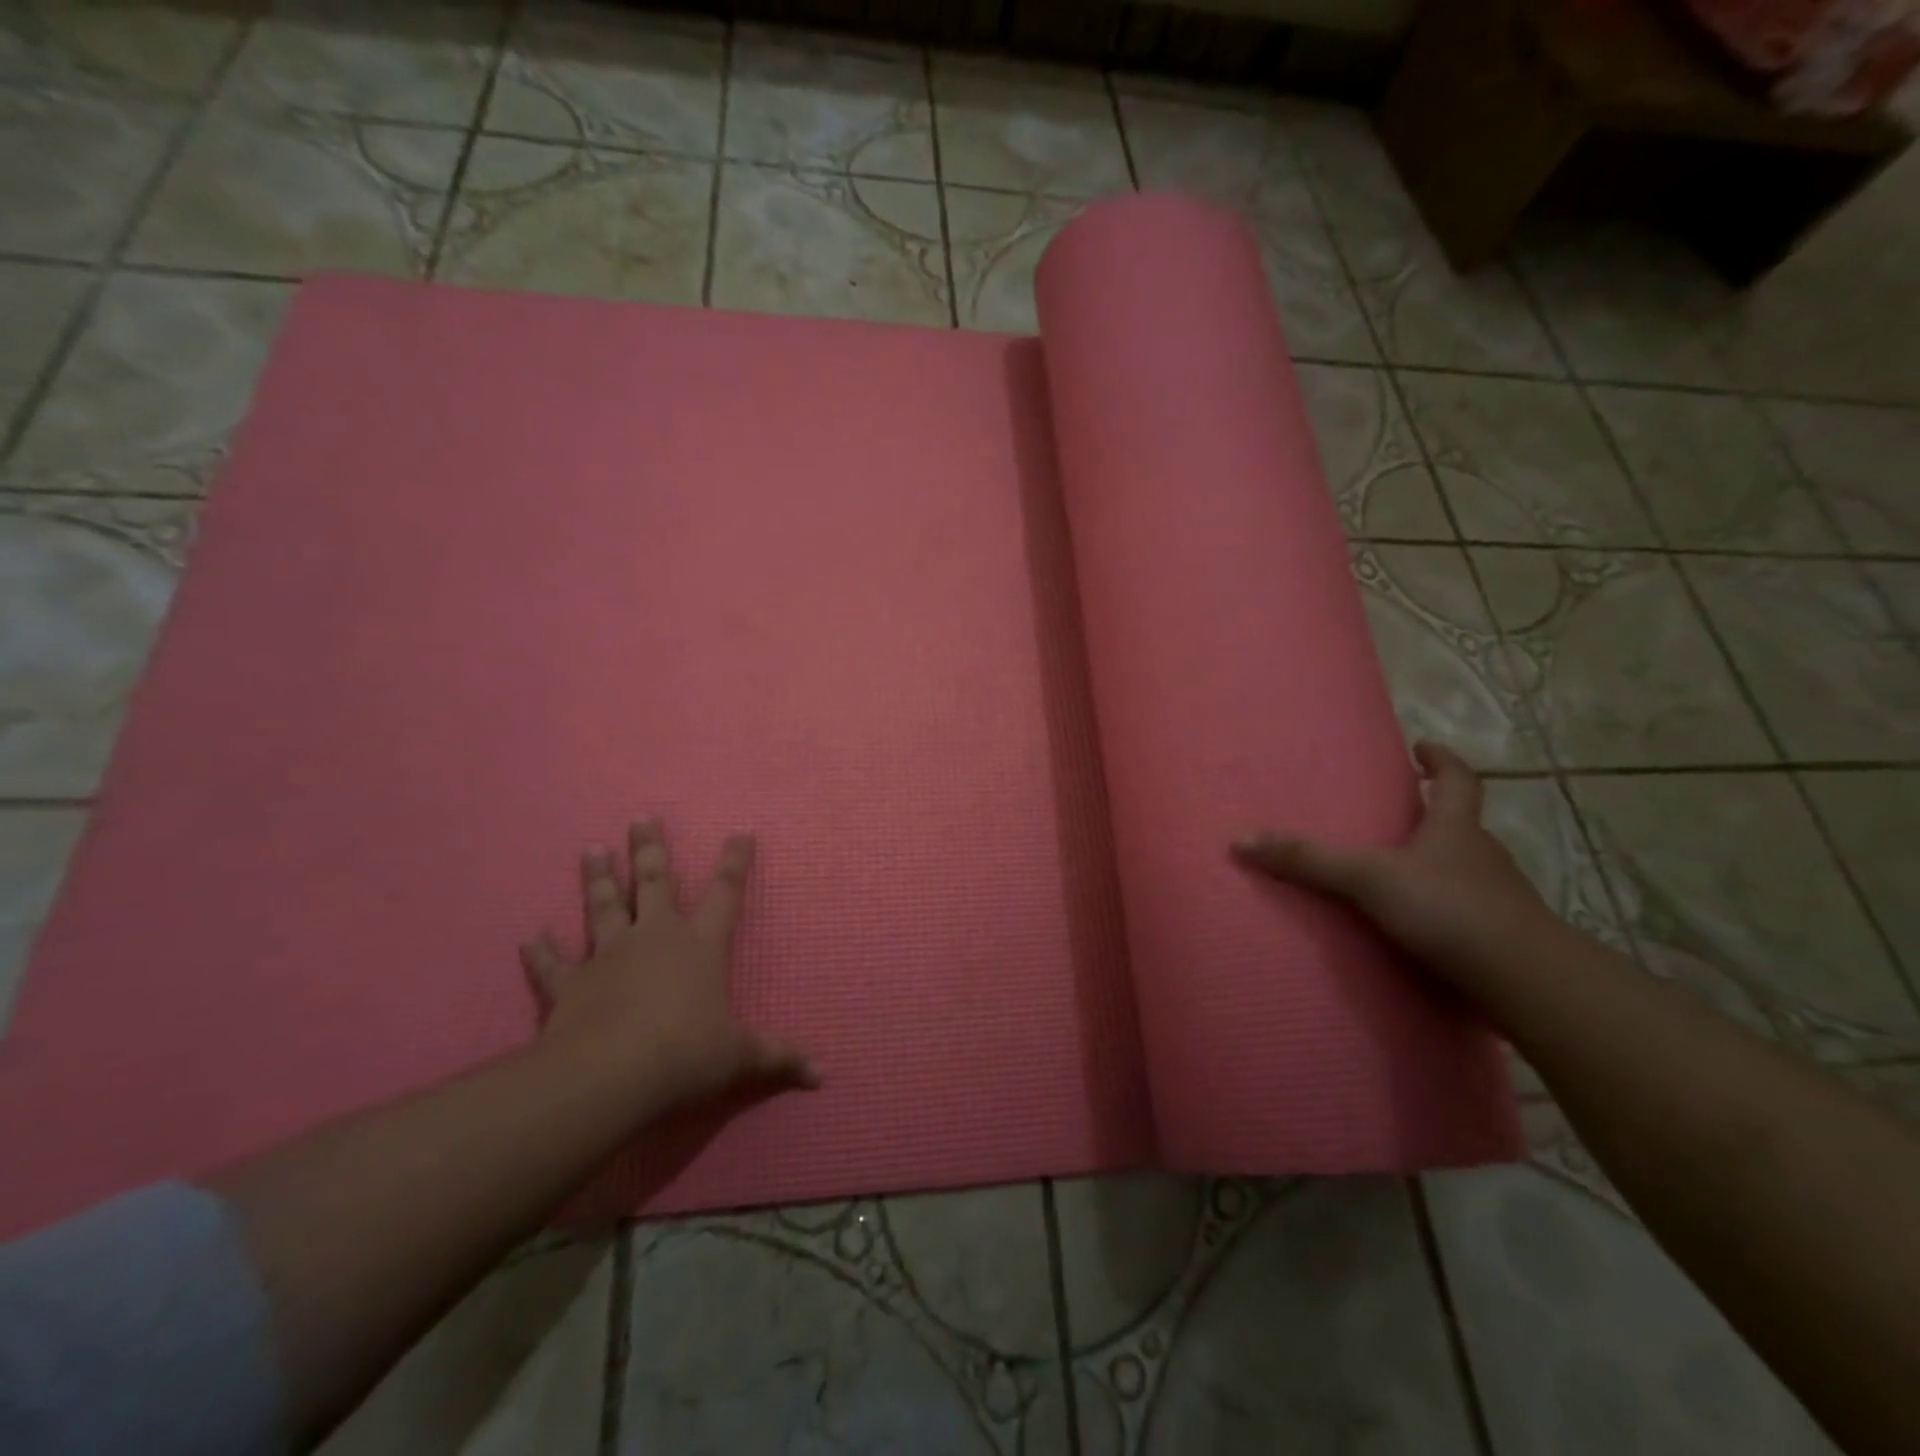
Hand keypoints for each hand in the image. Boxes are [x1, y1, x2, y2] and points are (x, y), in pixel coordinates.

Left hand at [520, 820, 817, 1115]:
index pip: (725, 893)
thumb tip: (824, 1074)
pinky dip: (541, 951)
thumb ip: (779, 1058)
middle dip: (651, 849)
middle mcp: (656, 937)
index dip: (735, 861)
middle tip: (641, 817)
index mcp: (701, 945)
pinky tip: (530, 936)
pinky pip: (553, 964)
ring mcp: (609, 955)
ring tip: (591, 848)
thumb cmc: (687, 1054)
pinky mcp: (570, 984)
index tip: (740, 833)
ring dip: (598, 878)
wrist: (611, 1075)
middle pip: (655, 882)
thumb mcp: (741, 1057)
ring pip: (603, 907)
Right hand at [1232, 741, 1553, 982]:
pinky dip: (1444, 911)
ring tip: (1398, 874)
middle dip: (1433, 816)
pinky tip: (1418, 929)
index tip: (1425, 748)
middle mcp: (1482, 856)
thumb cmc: (1448, 909)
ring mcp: (1497, 898)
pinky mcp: (1499, 938)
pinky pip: (1466, 913)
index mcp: (1457, 828)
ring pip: (1465, 870)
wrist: (1525, 980)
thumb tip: (1242, 839)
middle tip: (1399, 814)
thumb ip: (1309, 860)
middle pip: (1462, 825)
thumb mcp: (1368, 878)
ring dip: (1437, 866)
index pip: (1458, 780)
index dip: (1443, 760)